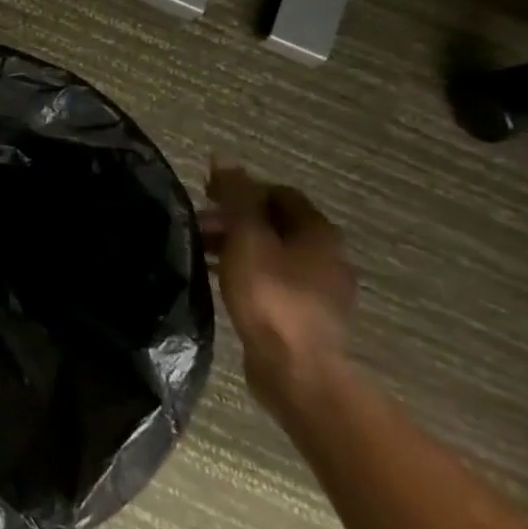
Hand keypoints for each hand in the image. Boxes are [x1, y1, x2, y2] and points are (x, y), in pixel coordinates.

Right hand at [203, 160, 356, 407]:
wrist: (297, 370)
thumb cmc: (270, 295)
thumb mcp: (246, 238)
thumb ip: (236, 197)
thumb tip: (223, 158)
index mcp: (319, 232)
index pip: (280, 193)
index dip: (243, 189)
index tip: (207, 196)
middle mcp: (328, 256)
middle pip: (277, 223)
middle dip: (236, 220)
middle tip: (199, 227)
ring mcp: (321, 290)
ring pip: (274, 254)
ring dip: (240, 247)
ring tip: (204, 255)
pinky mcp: (308, 317)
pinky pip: (275, 281)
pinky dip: (248, 273)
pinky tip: (222, 283)